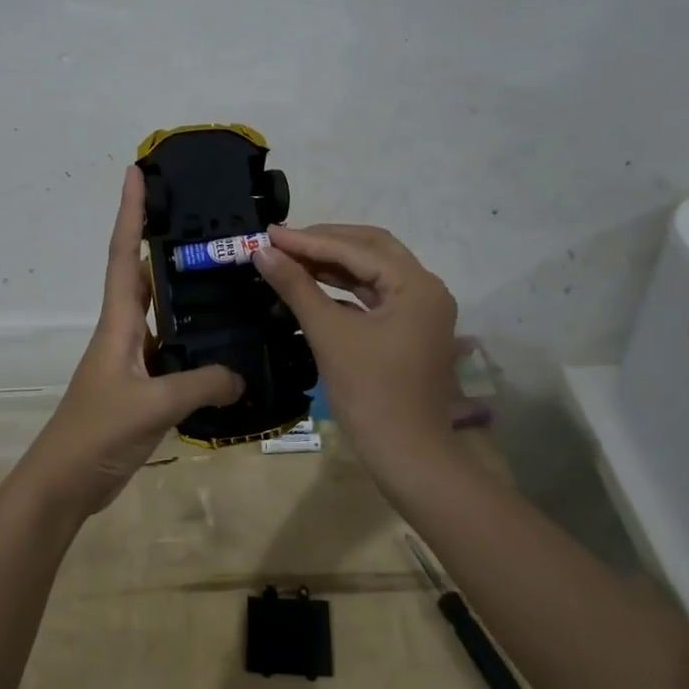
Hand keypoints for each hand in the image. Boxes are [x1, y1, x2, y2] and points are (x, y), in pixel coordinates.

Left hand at [20, 167, 242, 514]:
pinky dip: (194, 341)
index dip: (130, 212)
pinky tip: (223, 343)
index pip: (122, 253)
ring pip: (161, 312)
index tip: (136, 172)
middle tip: (200, 218)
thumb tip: (241, 375)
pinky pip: (172, 350)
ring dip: (182, 290)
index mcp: (117, 323)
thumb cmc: (97, 433)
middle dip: (160, 240)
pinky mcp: (142, 386)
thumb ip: (201, 384)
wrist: (65, 483)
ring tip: (223, 273)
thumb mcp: (152, 404)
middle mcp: (124, 331)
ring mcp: (132, 359)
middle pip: (141, 274)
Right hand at [254, 224, 458, 466]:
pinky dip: (342, 288)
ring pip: (372, 272)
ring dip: (332, 264)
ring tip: (289, 258)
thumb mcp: (329, 334)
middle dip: (324, 243)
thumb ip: (296, 287)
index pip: (357, 249)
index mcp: (416, 285)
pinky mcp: (408, 329)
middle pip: (371, 249)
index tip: (269, 233)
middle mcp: (425, 289)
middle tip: (281, 241)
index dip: (309, 240)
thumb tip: (262, 252)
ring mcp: (419, 310)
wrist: (406, 455)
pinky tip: (311, 285)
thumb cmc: (370, 393)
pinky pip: (373, 295)